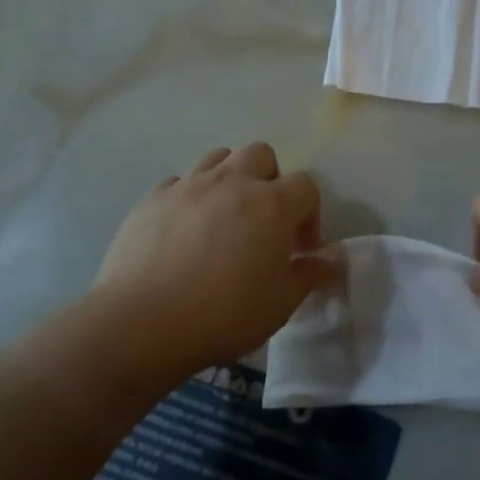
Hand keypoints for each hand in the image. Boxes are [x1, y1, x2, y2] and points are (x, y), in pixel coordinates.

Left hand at [92, 143, 340, 373]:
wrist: (141, 324)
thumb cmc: (223, 315)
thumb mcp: (280, 303)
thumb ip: (313, 273)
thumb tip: (338, 257)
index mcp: (271, 204)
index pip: (306, 185)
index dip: (310, 215)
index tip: (301, 250)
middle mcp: (231, 182)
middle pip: (262, 155)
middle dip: (271, 181)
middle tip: (264, 222)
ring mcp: (187, 185)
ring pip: (218, 157)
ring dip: (230, 179)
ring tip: (225, 218)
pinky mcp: (151, 198)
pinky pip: (179, 182)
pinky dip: (190, 197)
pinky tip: (184, 230)